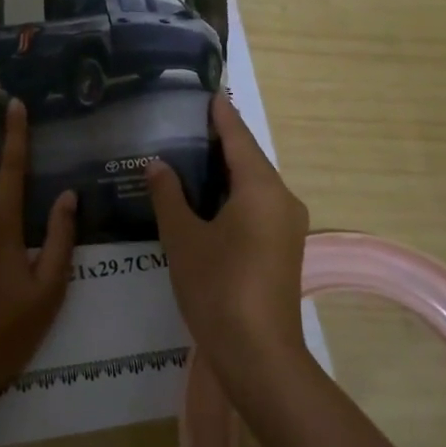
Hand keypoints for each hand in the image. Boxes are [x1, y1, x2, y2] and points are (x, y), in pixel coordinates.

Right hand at [146, 93, 309, 381]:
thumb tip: (158, 165)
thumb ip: (169, 196)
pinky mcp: (283, 248)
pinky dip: (232, 195)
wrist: (259, 355)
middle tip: (184, 122)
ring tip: (189, 155)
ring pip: (253, 185)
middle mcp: (282, 199)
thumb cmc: (218, 288)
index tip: (206, 90)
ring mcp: (287, 226)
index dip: (220, 114)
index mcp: (261, 188)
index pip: (238, 137)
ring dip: (225, 171)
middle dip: (220, 141)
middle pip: (249, 159)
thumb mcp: (183, 238)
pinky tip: (205, 199)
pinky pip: (256, 207)